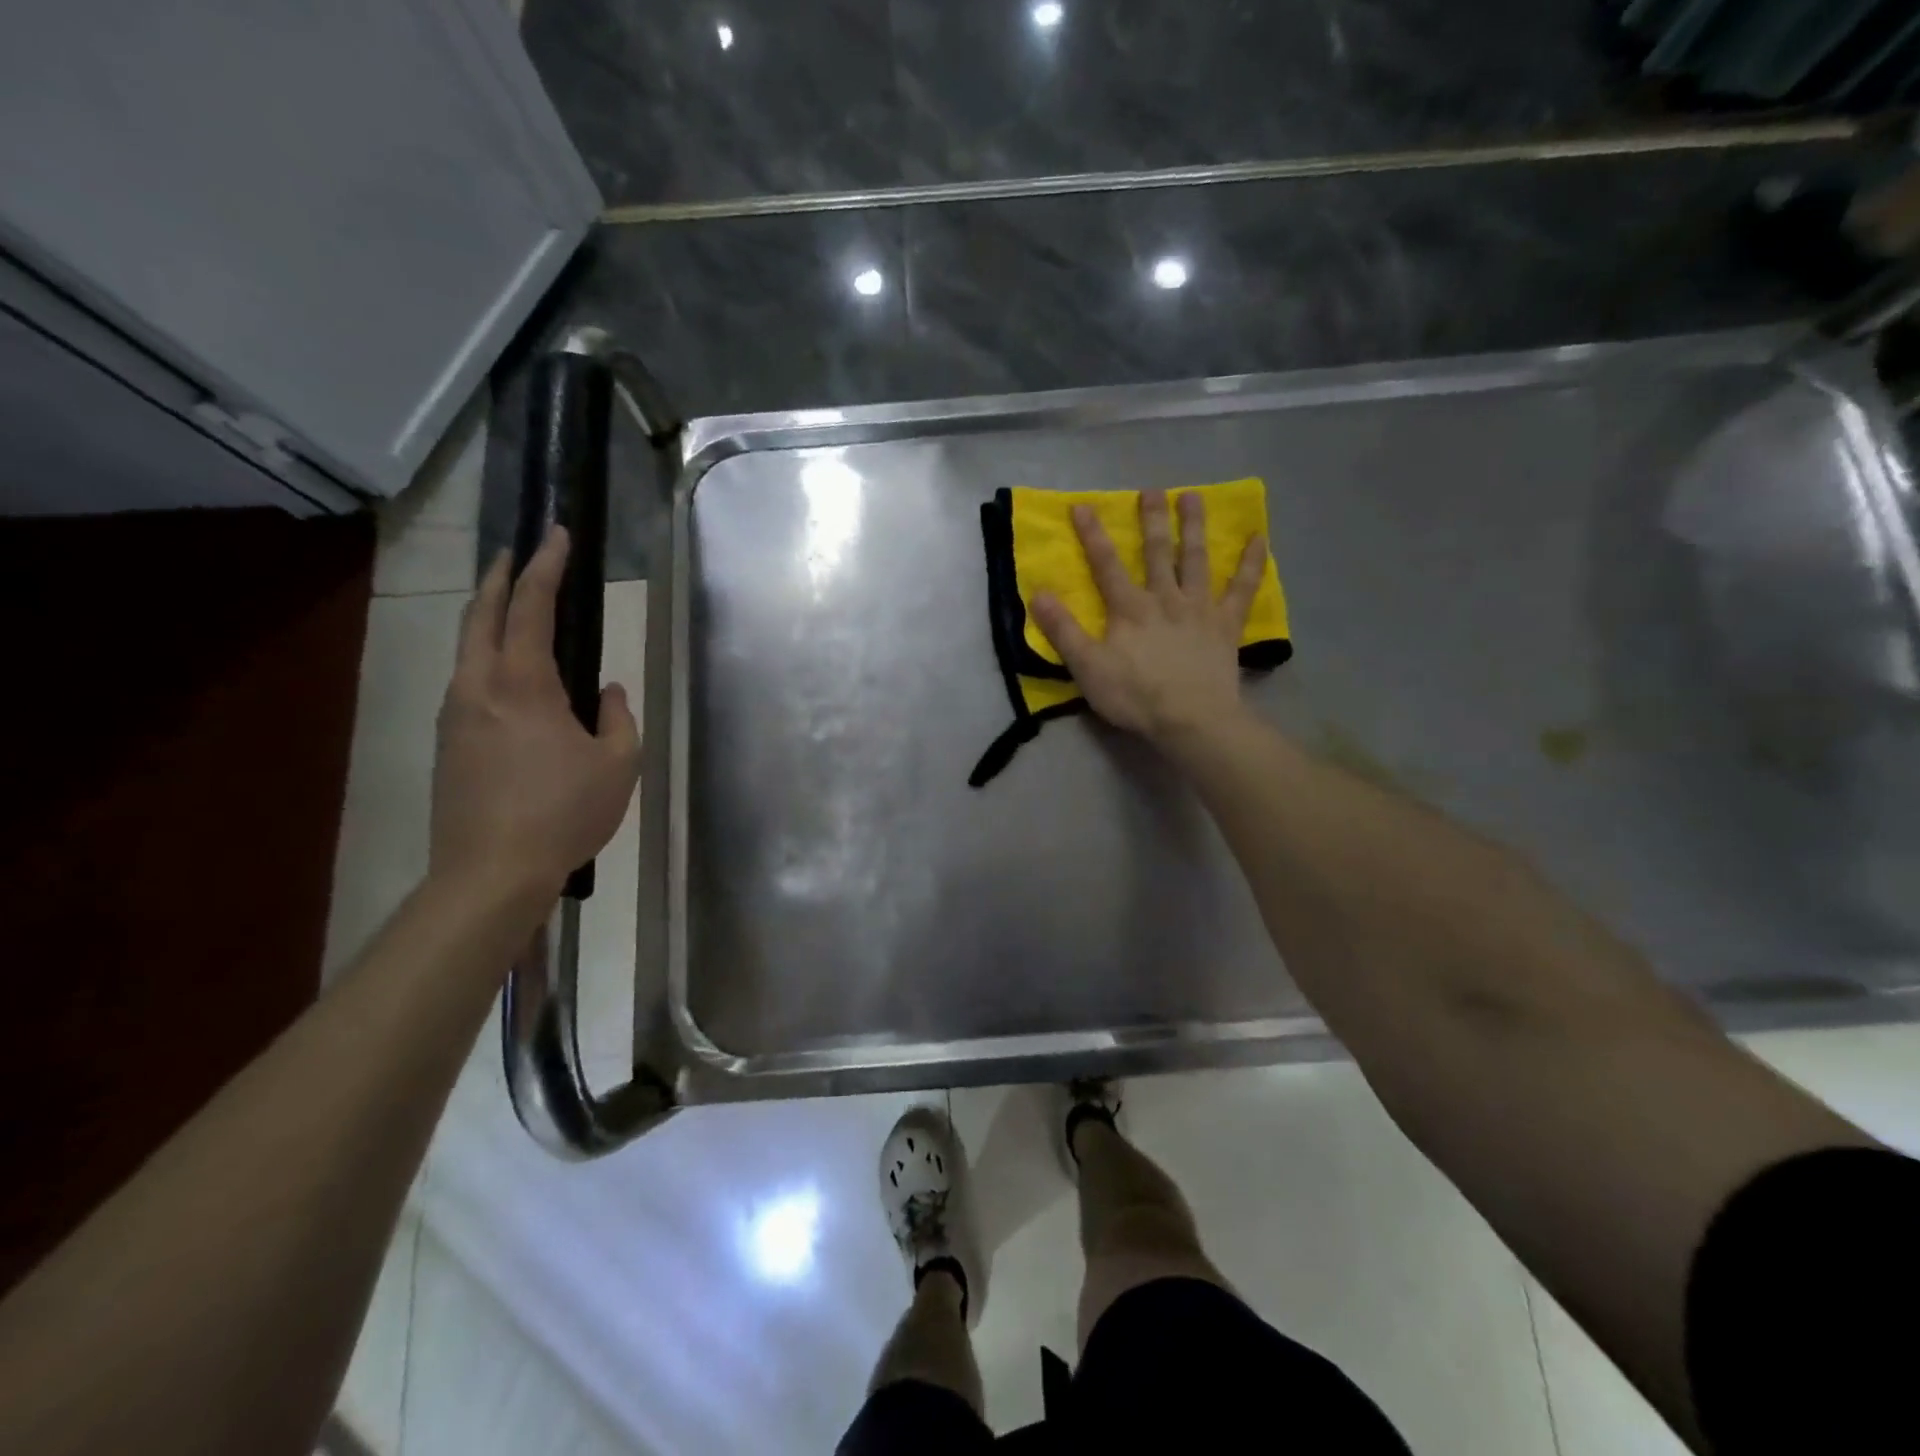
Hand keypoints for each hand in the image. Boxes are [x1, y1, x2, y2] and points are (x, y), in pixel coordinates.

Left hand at [430, 527, 641, 907]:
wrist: (490, 872)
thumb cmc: (566, 812)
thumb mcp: (618, 764)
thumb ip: (618, 717)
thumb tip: (607, 692)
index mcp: (524, 684)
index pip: (531, 607)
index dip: (546, 567)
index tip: (555, 535)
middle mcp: (479, 687)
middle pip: (480, 614)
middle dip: (499, 577)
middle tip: (518, 553)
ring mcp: (456, 714)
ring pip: (466, 647)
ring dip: (486, 616)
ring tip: (510, 606)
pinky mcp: (448, 742)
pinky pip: (467, 680)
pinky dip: (484, 655)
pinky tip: (507, 674)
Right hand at [1029, 490, 1266, 748]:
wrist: (1191, 719)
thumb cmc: (1135, 696)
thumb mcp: (1087, 667)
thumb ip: (1063, 630)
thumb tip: (1039, 594)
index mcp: (1129, 609)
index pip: (1106, 565)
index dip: (1093, 535)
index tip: (1083, 505)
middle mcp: (1165, 598)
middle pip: (1157, 552)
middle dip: (1151, 520)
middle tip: (1152, 489)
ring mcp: (1199, 608)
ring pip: (1196, 559)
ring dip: (1194, 527)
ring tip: (1193, 496)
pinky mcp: (1226, 625)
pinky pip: (1242, 589)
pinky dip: (1251, 563)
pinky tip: (1258, 539)